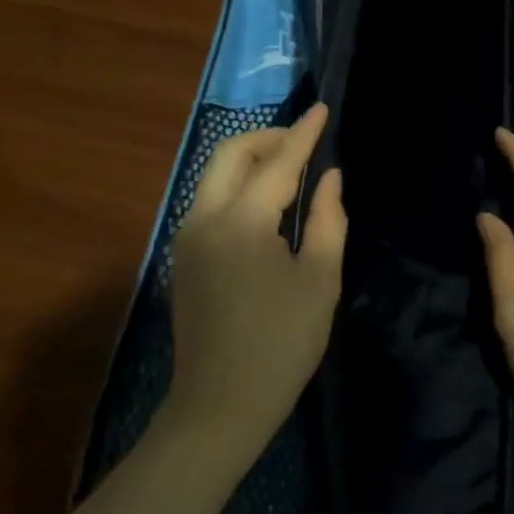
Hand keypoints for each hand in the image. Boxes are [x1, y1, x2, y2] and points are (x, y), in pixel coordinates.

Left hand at [166, 104, 346, 457]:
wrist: (219, 405)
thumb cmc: (281, 345)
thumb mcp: (319, 282)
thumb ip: (328, 221)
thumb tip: (330, 178)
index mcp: (242, 222)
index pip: (278, 163)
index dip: (304, 134)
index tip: (323, 108)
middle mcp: (204, 218)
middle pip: (230, 154)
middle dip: (268, 138)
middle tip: (304, 140)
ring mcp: (186, 237)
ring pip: (214, 175)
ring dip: (250, 160)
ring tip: (289, 168)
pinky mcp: (182, 257)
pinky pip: (209, 201)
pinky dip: (237, 186)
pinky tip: (265, 204)